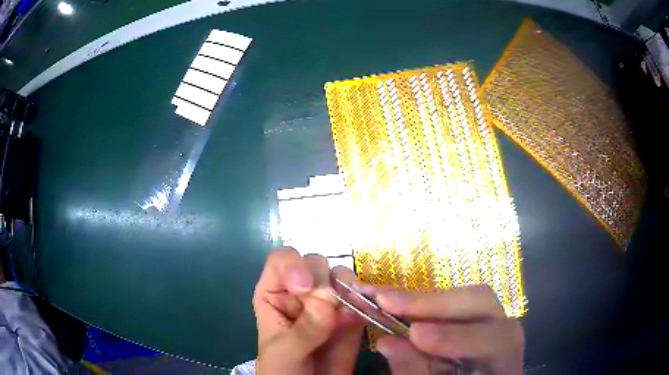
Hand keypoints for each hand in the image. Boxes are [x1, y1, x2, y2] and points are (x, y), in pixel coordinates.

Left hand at [253, 248, 364, 374]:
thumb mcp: (284, 351)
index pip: (281, 262)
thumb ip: (304, 328)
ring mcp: (328, 304)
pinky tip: (367, 312)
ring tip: (351, 307)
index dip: (293, 266)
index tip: (304, 287)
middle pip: (314, 264)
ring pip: (340, 277)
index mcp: (275, 294)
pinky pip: (361, 300)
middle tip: (330, 301)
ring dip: (348, 286)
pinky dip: (367, 302)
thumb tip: (329, 297)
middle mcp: (301, 293)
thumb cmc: (281, 370)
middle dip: (323, 278)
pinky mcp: (350, 318)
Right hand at [373, 285, 523, 374]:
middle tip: (387, 301)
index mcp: (505, 358)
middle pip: (483, 303)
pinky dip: (423, 303)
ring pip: (467, 297)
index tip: (415, 333)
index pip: (493, 340)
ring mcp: (492, 320)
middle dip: (433, 303)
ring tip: (385, 300)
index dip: (455, 336)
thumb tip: (387, 342)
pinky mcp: (475, 318)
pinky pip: (453, 303)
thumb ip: (416, 372)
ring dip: (424, 300)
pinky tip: (397, 303)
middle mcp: (504, 332)